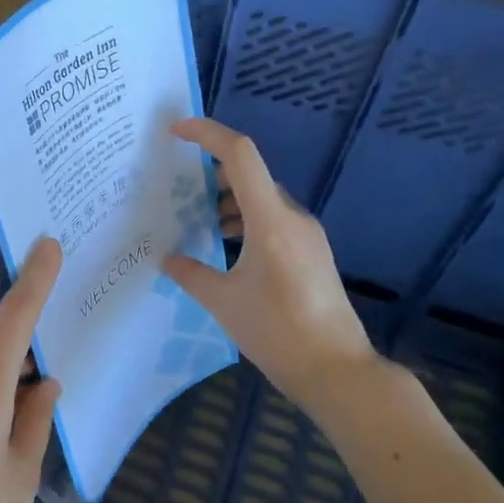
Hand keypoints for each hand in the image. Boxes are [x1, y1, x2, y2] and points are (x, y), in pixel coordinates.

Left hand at [0, 237, 63, 502]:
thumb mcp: (23, 473)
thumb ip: (35, 417)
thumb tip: (44, 382)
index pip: (11, 321)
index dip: (31, 281)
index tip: (46, 244)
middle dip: (18, 318)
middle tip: (51, 305)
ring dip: (1, 356)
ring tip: (34, 369)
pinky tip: (2, 407)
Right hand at [163, 118, 372, 390]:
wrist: (337, 370)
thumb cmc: (277, 332)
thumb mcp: (223, 302)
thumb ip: (190, 274)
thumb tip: (167, 258)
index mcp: (270, 221)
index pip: (240, 155)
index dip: (207, 134)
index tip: (175, 131)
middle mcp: (292, 217)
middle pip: (250, 174)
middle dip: (211, 172)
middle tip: (177, 187)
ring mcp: (307, 234)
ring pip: (262, 198)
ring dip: (229, 199)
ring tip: (197, 219)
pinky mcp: (312, 252)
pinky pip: (274, 219)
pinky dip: (246, 219)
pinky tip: (227, 245)